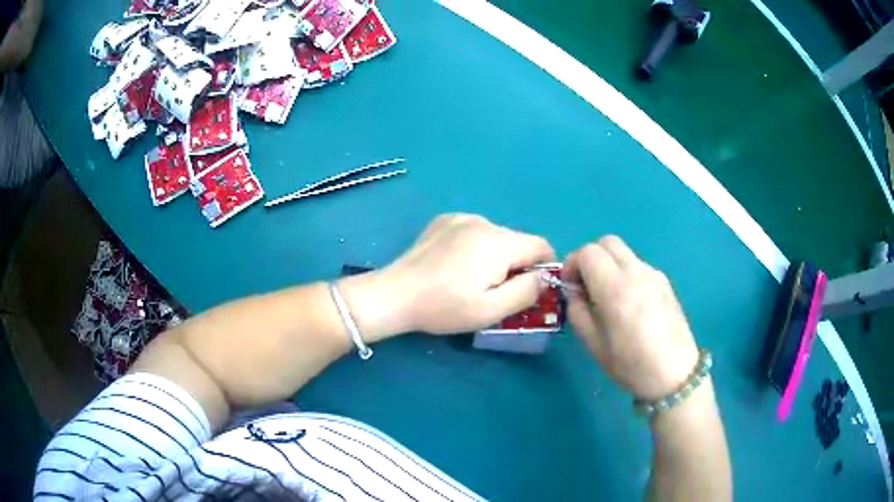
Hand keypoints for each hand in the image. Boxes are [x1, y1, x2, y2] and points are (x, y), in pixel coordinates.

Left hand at [381, 214, 554, 334]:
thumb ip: (526, 292)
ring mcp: (461, 218)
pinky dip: (475, 247)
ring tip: (470, 279)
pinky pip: (474, 231)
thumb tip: (543, 277)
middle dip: (516, 265)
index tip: (529, 289)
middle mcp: (483, 221)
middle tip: (495, 292)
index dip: (544, 267)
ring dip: (495, 256)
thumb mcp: (491, 310)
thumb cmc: (444, 307)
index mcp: (498, 242)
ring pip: (496, 236)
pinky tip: (454, 265)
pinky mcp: (444, 220)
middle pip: (518, 241)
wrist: (394, 295)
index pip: (541, 245)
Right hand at [563, 236, 698, 400]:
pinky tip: (629, 303)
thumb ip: (578, 311)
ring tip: (607, 296)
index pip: (587, 252)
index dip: (572, 264)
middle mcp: (636, 272)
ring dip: (609, 264)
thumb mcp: (593, 344)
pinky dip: (626, 273)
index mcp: (616, 288)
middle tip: (585, 285)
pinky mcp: (665, 282)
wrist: (674, 375)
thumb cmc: (630, 365)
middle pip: (607, 242)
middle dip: (590, 257)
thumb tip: (574, 292)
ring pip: (624, 253)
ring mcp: (654, 275)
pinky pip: (639, 266)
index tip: (569, 286)